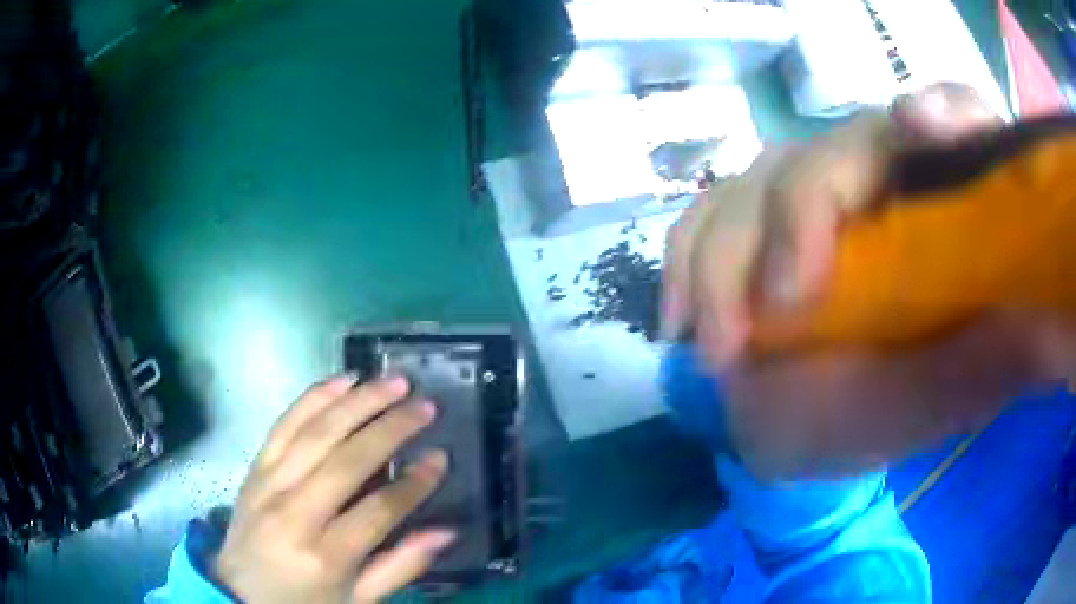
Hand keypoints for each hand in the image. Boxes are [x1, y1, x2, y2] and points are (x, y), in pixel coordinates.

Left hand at [214, 375, 452, 602]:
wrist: (239, 593)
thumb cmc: (305, 602)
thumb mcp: (358, 601)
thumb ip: (401, 567)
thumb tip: (447, 531)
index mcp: (325, 556)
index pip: (378, 510)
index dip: (415, 484)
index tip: (441, 458)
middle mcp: (294, 514)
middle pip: (346, 461)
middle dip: (390, 429)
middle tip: (425, 406)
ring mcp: (269, 485)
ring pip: (315, 432)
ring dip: (356, 402)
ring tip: (392, 382)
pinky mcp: (255, 468)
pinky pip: (283, 424)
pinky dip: (313, 398)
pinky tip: (341, 380)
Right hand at [663, 84, 1074, 477]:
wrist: (863, 418)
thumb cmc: (926, 395)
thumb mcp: (974, 378)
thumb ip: (1003, 337)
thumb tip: (1026, 298)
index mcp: (945, 192)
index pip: (953, 114)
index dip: (941, 109)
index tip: (922, 129)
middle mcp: (876, 170)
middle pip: (833, 150)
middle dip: (800, 218)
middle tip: (780, 312)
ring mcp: (807, 190)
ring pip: (754, 183)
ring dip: (725, 261)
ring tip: (718, 347)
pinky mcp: (755, 226)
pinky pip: (706, 219)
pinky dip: (686, 263)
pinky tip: (682, 320)